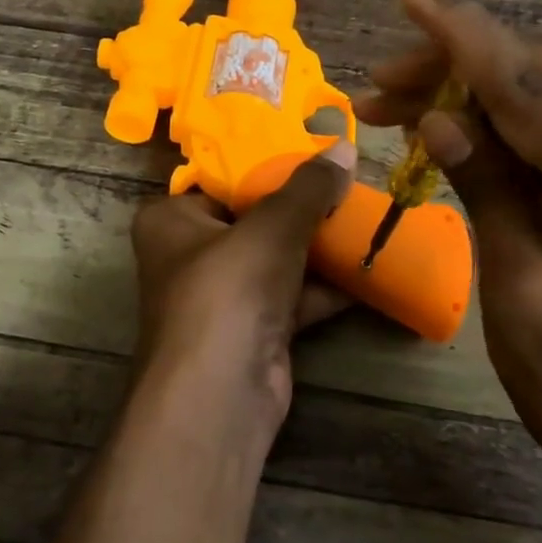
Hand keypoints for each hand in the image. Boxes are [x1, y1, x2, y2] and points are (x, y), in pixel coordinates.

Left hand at [129, 141, 355, 444]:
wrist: (221, 395)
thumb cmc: (228, 290)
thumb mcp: (272, 227)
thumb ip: (308, 188)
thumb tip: (345, 148)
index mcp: (171, 220)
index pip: (221, 178)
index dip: (268, 162)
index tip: (314, 147)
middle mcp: (191, 255)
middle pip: (255, 218)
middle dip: (303, 206)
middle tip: (349, 181)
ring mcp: (224, 296)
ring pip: (278, 258)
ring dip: (320, 245)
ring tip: (367, 216)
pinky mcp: (254, 329)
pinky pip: (294, 295)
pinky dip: (327, 286)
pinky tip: (370, 267)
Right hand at [355, 0, 541, 483]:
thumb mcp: (523, 300)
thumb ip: (491, 194)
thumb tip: (438, 119)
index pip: (539, 91)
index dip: (465, 40)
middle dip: (461, 66)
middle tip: (379, 83)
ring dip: (479, 92)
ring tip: (399, 103)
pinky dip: (508, 125)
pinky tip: (458, 130)